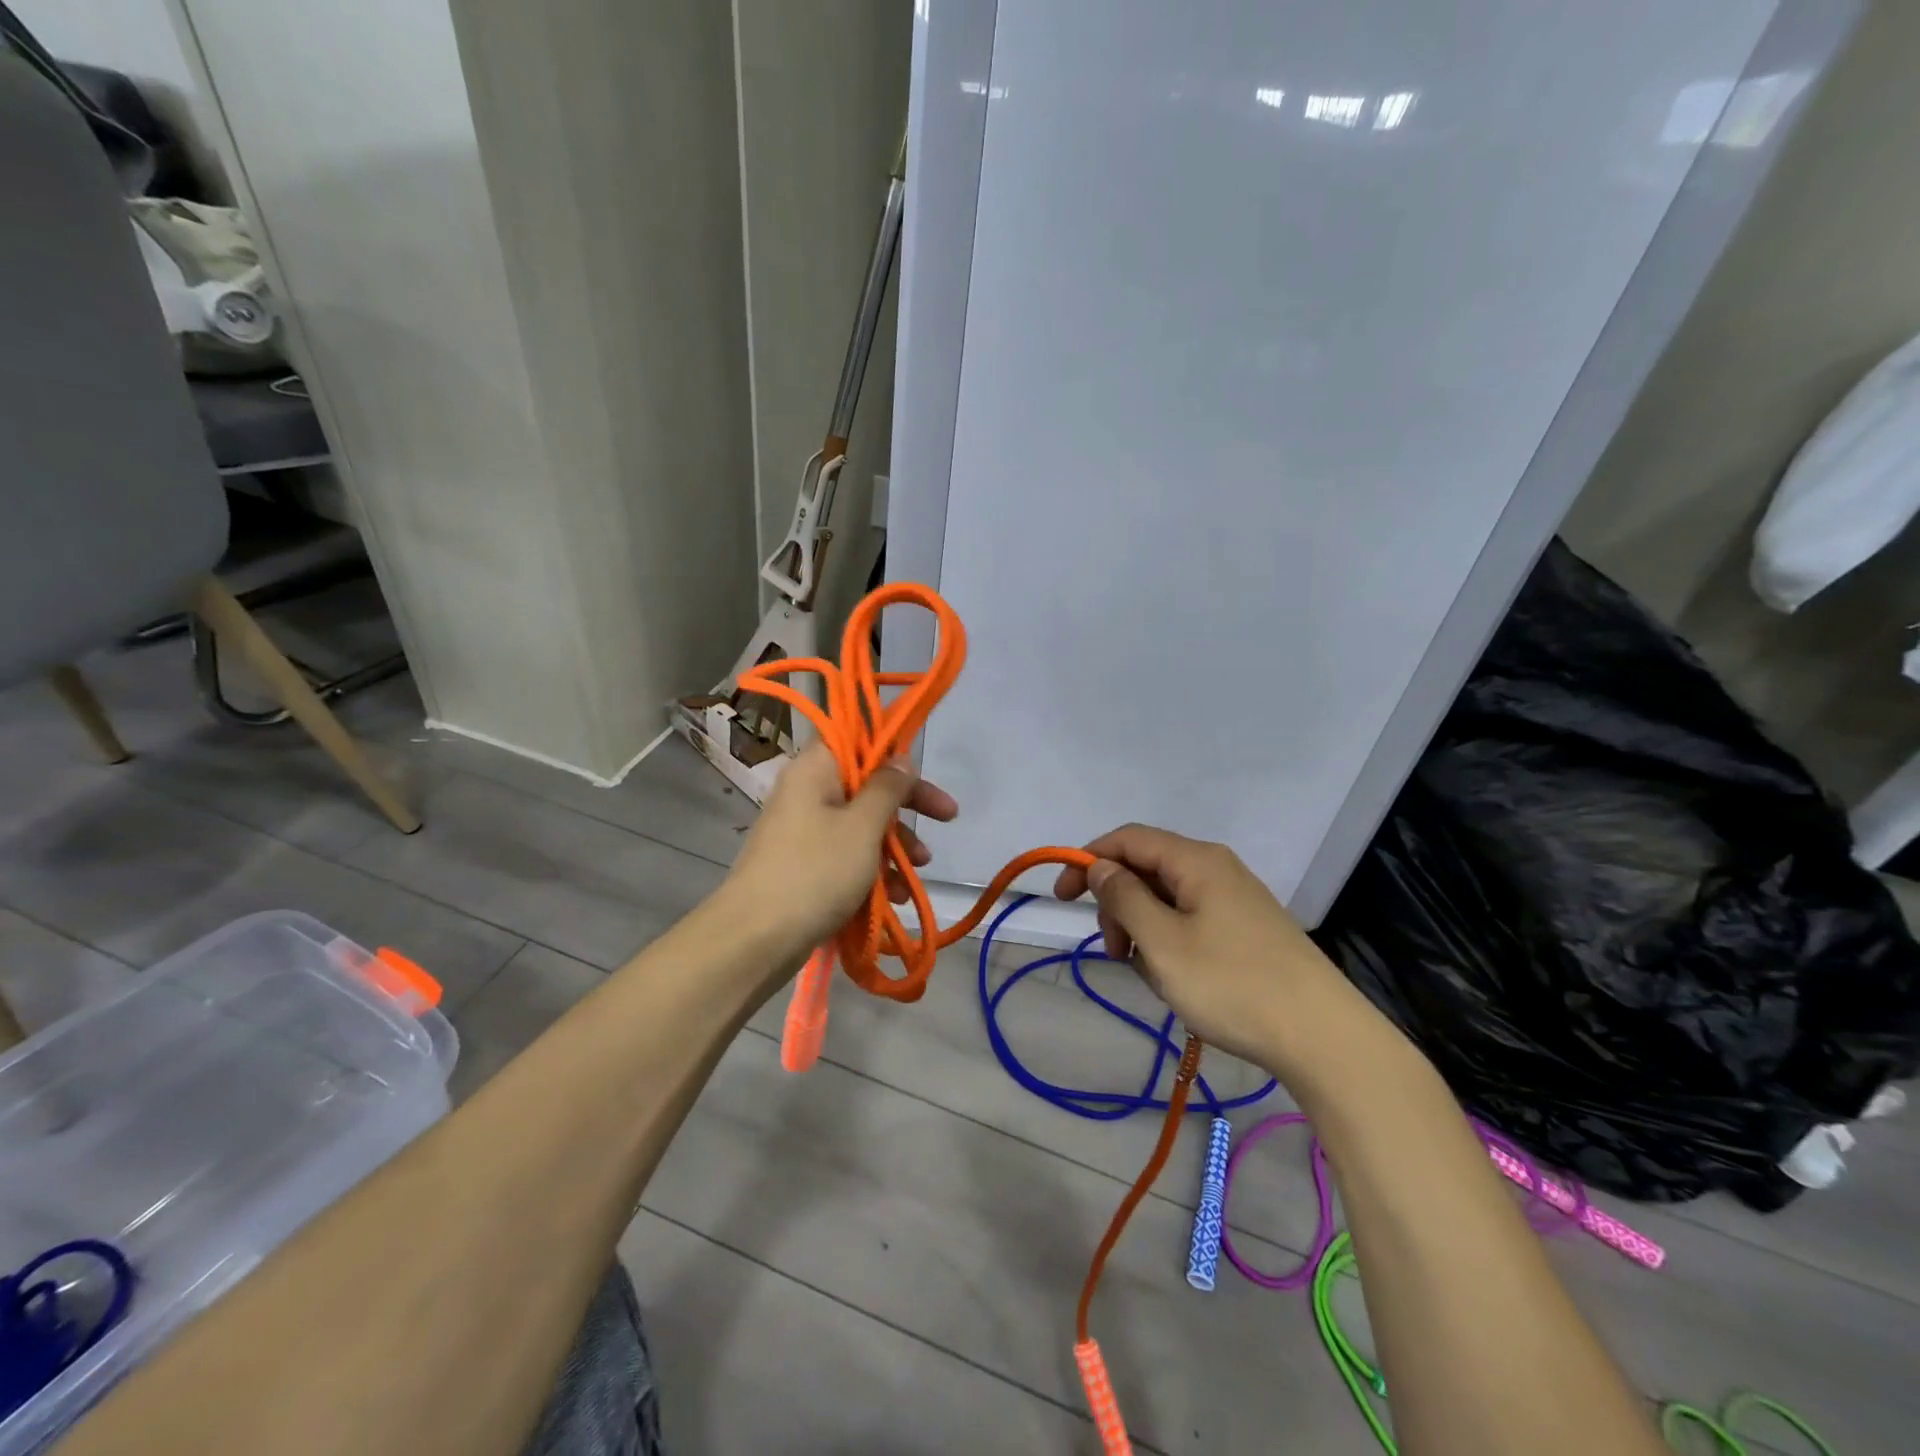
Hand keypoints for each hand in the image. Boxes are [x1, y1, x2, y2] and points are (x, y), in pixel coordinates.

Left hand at [723, 742, 957, 957]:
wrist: (754, 939)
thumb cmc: (815, 871)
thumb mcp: (862, 826)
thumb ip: (887, 788)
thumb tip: (901, 758)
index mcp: (814, 771)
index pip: (856, 741)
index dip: (891, 752)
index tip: (921, 772)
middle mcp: (806, 794)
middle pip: (865, 785)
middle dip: (907, 805)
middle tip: (948, 816)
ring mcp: (803, 832)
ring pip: (860, 825)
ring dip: (894, 844)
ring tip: (919, 870)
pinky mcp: (804, 867)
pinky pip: (846, 856)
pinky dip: (872, 870)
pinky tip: (894, 898)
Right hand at [1053, 824, 1371, 1076]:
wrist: (1323, 1037)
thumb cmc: (1232, 984)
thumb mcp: (1162, 942)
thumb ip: (1124, 897)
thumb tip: (1100, 867)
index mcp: (1196, 861)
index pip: (1127, 839)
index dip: (1088, 860)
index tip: (1062, 898)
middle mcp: (1216, 868)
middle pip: (1147, 868)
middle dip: (1118, 904)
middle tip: (1114, 951)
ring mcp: (1235, 899)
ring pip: (1167, 898)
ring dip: (1143, 929)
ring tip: (1151, 975)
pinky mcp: (1247, 928)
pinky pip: (1191, 920)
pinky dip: (1170, 942)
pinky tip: (1178, 979)